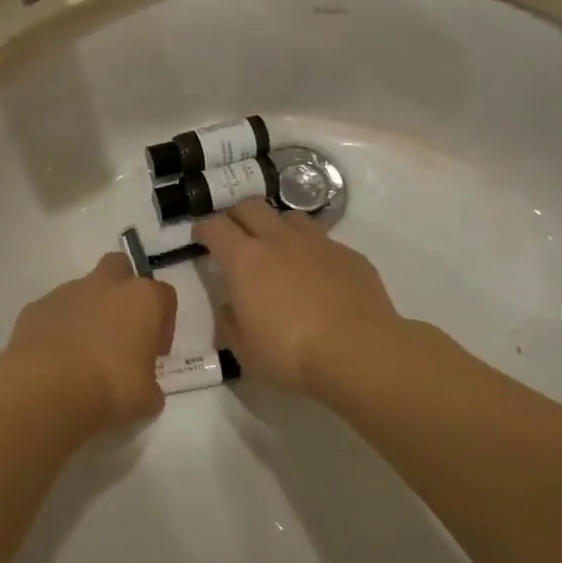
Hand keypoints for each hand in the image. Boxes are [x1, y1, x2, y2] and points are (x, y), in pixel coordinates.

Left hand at [0, 253, 175, 445]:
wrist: (46, 389)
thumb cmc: (110, 389)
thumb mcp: (146, 399)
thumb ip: (150, 386)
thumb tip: (146, 389)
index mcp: (142, 299)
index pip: (164, 296)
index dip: (163, 323)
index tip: (155, 353)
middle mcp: (105, 285)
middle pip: (120, 268)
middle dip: (122, 291)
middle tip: (120, 332)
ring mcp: (66, 292)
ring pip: (83, 291)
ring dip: (87, 313)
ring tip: (82, 356)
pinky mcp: (35, 307)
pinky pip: (53, 312)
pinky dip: (57, 329)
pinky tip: (55, 361)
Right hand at [192, 200, 404, 395]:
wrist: (360, 353)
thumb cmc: (292, 355)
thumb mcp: (246, 352)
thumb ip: (230, 324)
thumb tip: (229, 308)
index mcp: (245, 260)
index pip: (215, 227)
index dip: (204, 229)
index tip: (200, 238)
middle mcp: (279, 240)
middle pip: (250, 207)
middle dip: (237, 216)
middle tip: (234, 237)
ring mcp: (317, 243)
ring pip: (289, 217)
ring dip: (276, 227)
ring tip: (277, 250)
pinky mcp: (349, 254)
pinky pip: (323, 241)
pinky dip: (311, 251)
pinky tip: (317, 275)